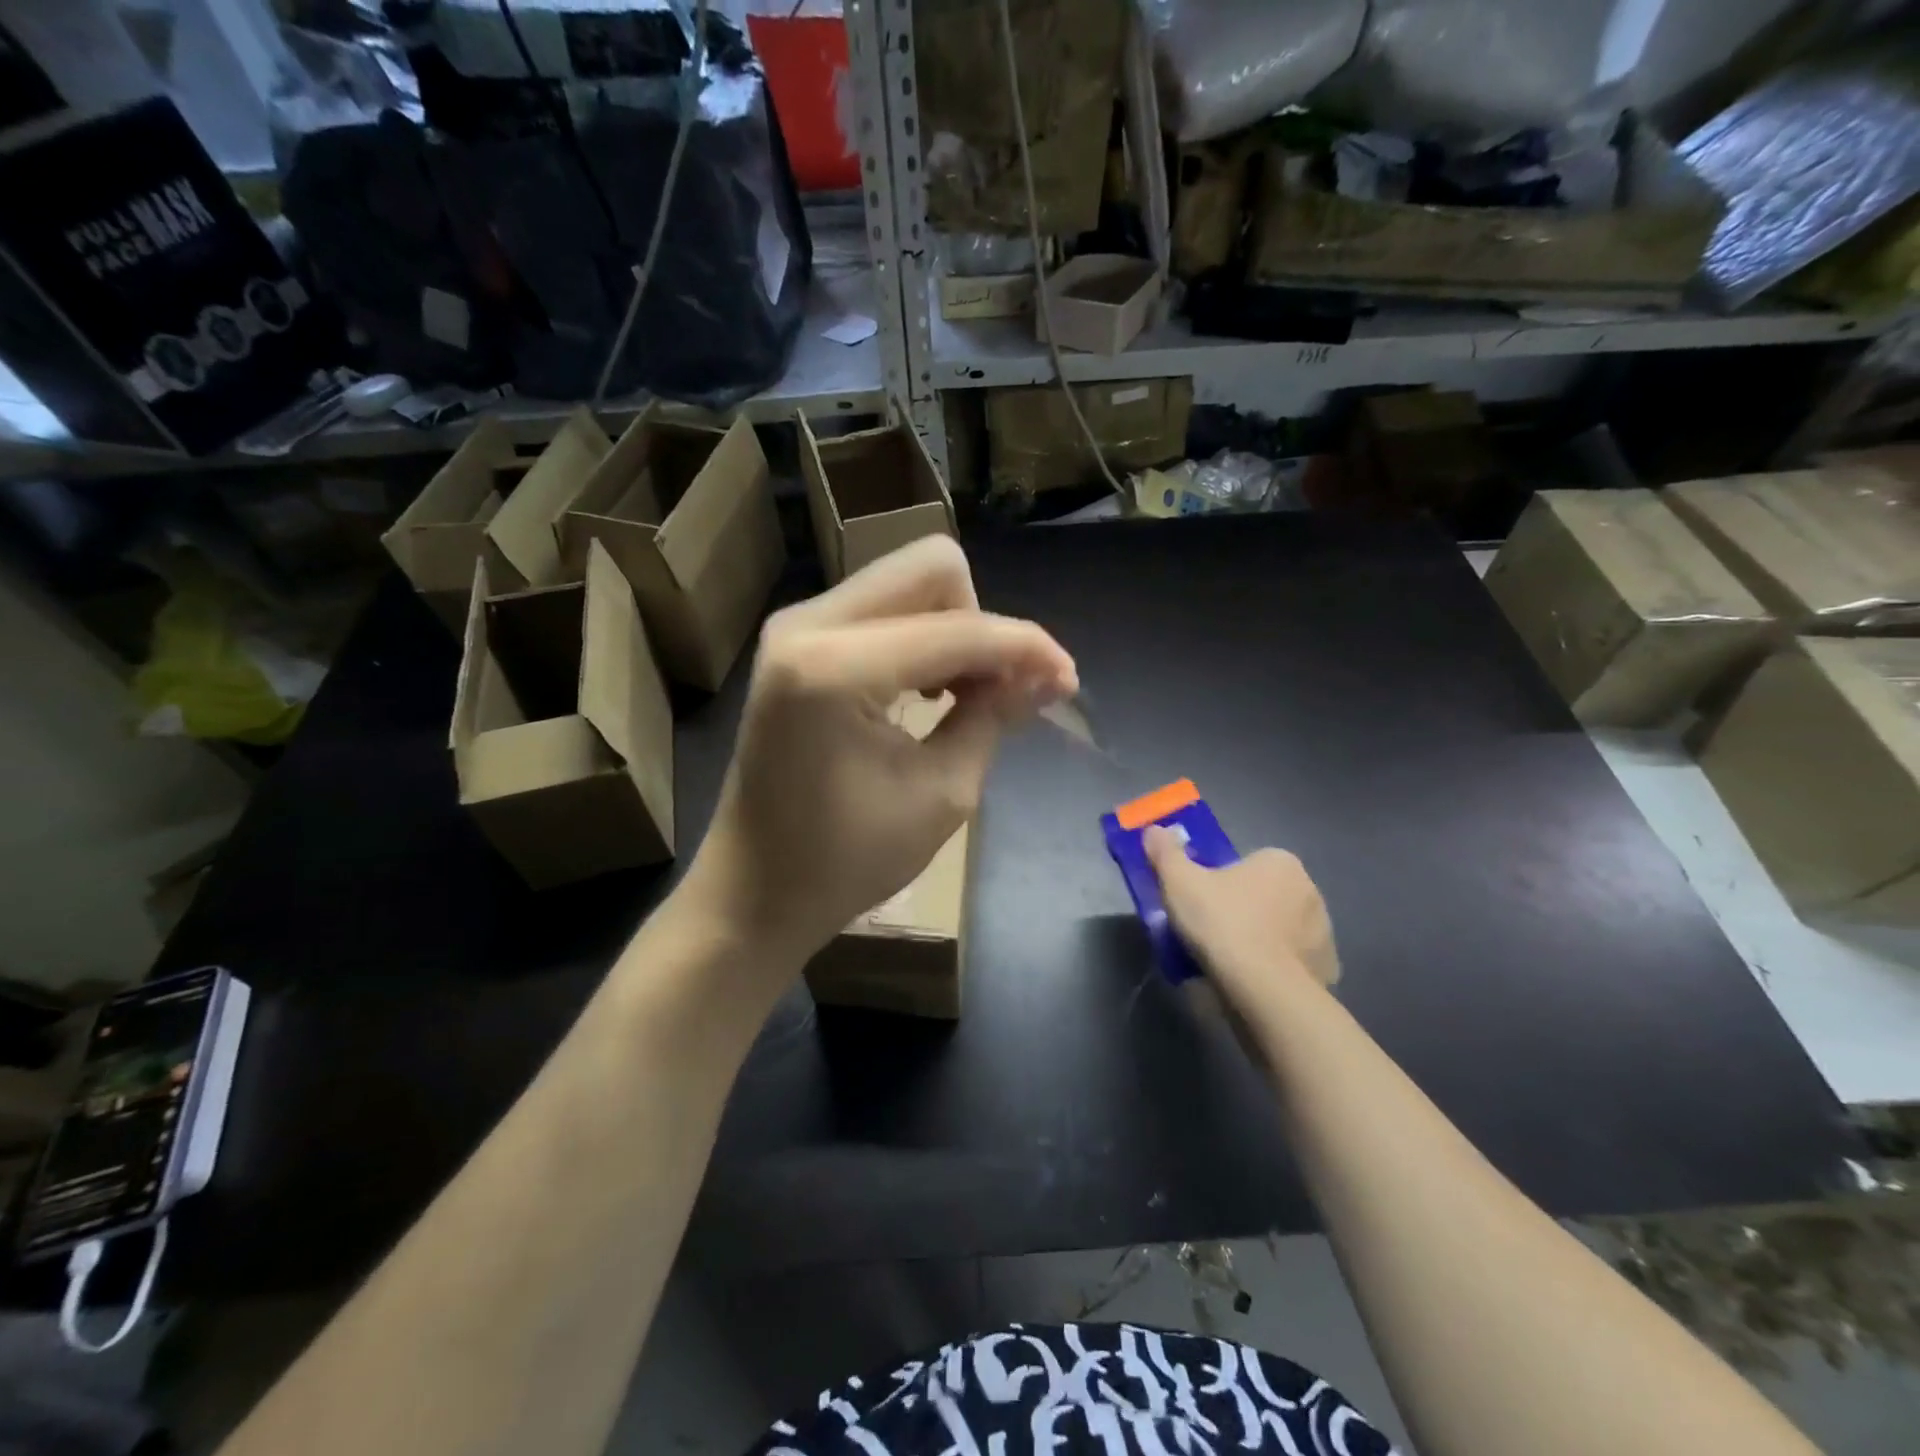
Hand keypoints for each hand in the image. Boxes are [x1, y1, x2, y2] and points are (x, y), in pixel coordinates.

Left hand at [687, 536, 1076, 982]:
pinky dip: (919, 636)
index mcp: (836, 669)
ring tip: (963, 697)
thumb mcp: (942, 795)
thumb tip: (1049, 674)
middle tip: (996, 691)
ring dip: (952, 628)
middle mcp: (808, 624)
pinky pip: (879, 607)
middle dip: (981, 623)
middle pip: (930, 568)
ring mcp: (795, 627)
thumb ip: (995, 717)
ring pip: (905, 581)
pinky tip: (924, 692)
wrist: (752, 889)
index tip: (1066, 682)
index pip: (959, 629)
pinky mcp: (795, 641)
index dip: (1025, 649)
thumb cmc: (844, 861)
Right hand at [1144, 829, 1340, 1006]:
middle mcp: (1309, 889)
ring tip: (1226, 961)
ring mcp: (1323, 931)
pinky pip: (1293, 961)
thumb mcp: (1179, 881)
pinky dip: (1275, 967)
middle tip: (1208, 930)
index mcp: (1280, 861)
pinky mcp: (1326, 968)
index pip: (1245, 863)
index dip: (1219, 881)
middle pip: (1263, 894)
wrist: (1264, 990)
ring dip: (1259, 939)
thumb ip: (1166, 852)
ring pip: (1280, 928)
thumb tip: (1154, 830)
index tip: (1200, 901)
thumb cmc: (1222, 923)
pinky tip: (1251, 980)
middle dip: (1241, 909)